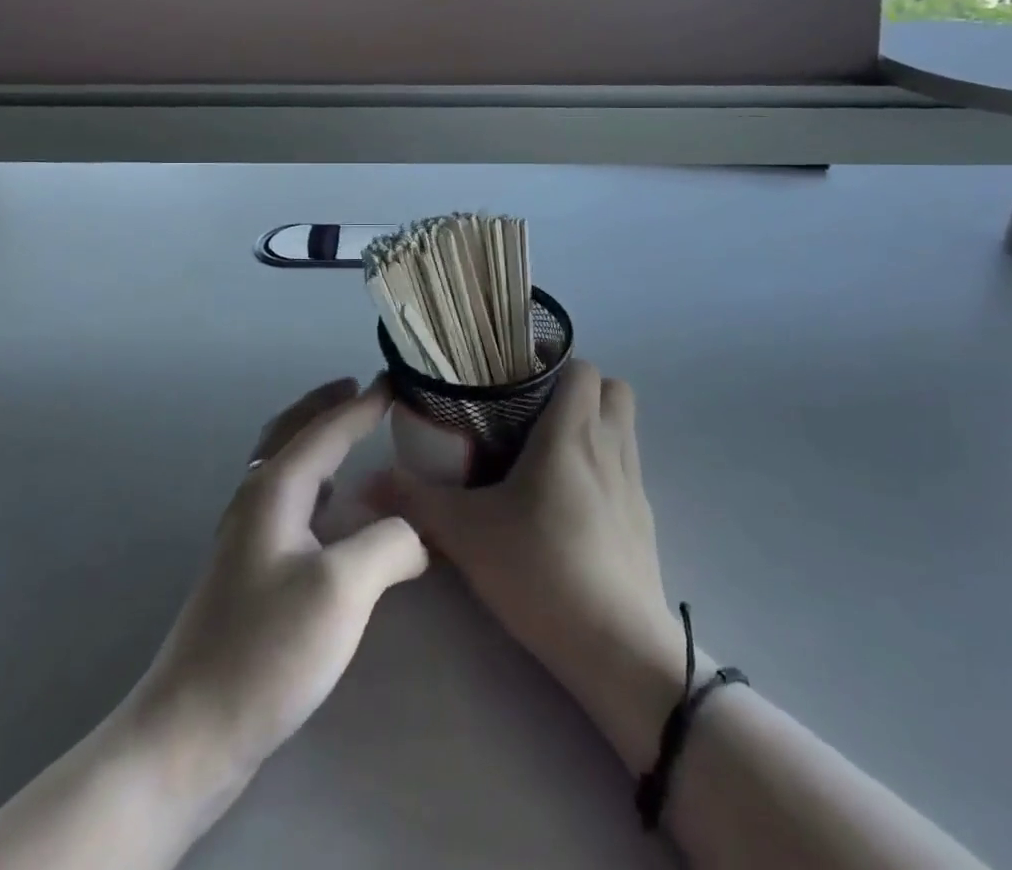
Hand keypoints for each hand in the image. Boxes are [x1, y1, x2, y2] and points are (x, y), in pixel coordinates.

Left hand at [0, 380, 427, 869]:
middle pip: (290, 431)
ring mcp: (246, 534)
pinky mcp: (248, 569)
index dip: (363, 405)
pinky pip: (286, 498)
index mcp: (275, 488)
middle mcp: (256, 499)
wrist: (191, 731)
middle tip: (359, 388)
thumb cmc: (267, 648)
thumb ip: (390, 543)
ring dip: (314, 436)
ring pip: (283, 463)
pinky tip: (330, 505)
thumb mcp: (343, 588)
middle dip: (325, 405)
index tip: (394, 380)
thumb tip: (416, 534)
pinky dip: (311, 477)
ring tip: (347, 433)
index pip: (326, 429)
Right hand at [379, 359, 684, 770]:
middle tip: (533, 408)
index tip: (516, 372)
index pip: (581, 367)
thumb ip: (416, 502)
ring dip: (593, 424)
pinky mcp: (644, 520)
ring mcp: (634, 484)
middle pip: (611, 388)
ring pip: (623, 427)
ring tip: (547, 449)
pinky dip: (603, 465)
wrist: (617, 648)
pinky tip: (569, 500)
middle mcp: (610, 446)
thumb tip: (367, 482)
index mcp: (573, 432)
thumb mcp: (467, 534)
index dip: (553, 361)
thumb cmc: (542, 570)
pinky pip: (626, 469)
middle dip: (578, 388)